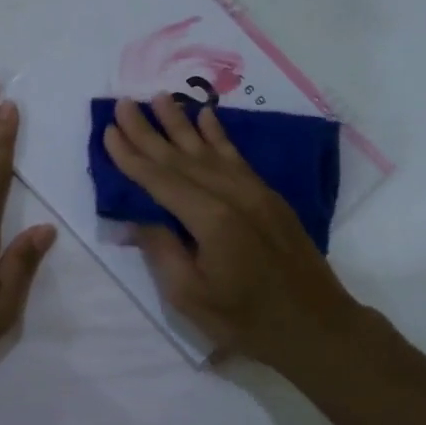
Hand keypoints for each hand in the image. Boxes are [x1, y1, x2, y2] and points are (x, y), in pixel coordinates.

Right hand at [101, 94, 372, 371]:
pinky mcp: (269, 196)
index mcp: (210, 219)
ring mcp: (254, 191)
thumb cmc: (246, 320)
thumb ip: (162, 250)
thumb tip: (138, 217)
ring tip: (159, 98)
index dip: (131, 155)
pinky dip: (219, 135)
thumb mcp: (190, 296)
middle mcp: (232, 194)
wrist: (317, 326)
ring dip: (181, 122)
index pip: (159, 179)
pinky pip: (237, 157)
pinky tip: (207, 116)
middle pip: (180, 157)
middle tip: (123, 103)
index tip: (109, 130)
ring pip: (209, 150)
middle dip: (148, 130)